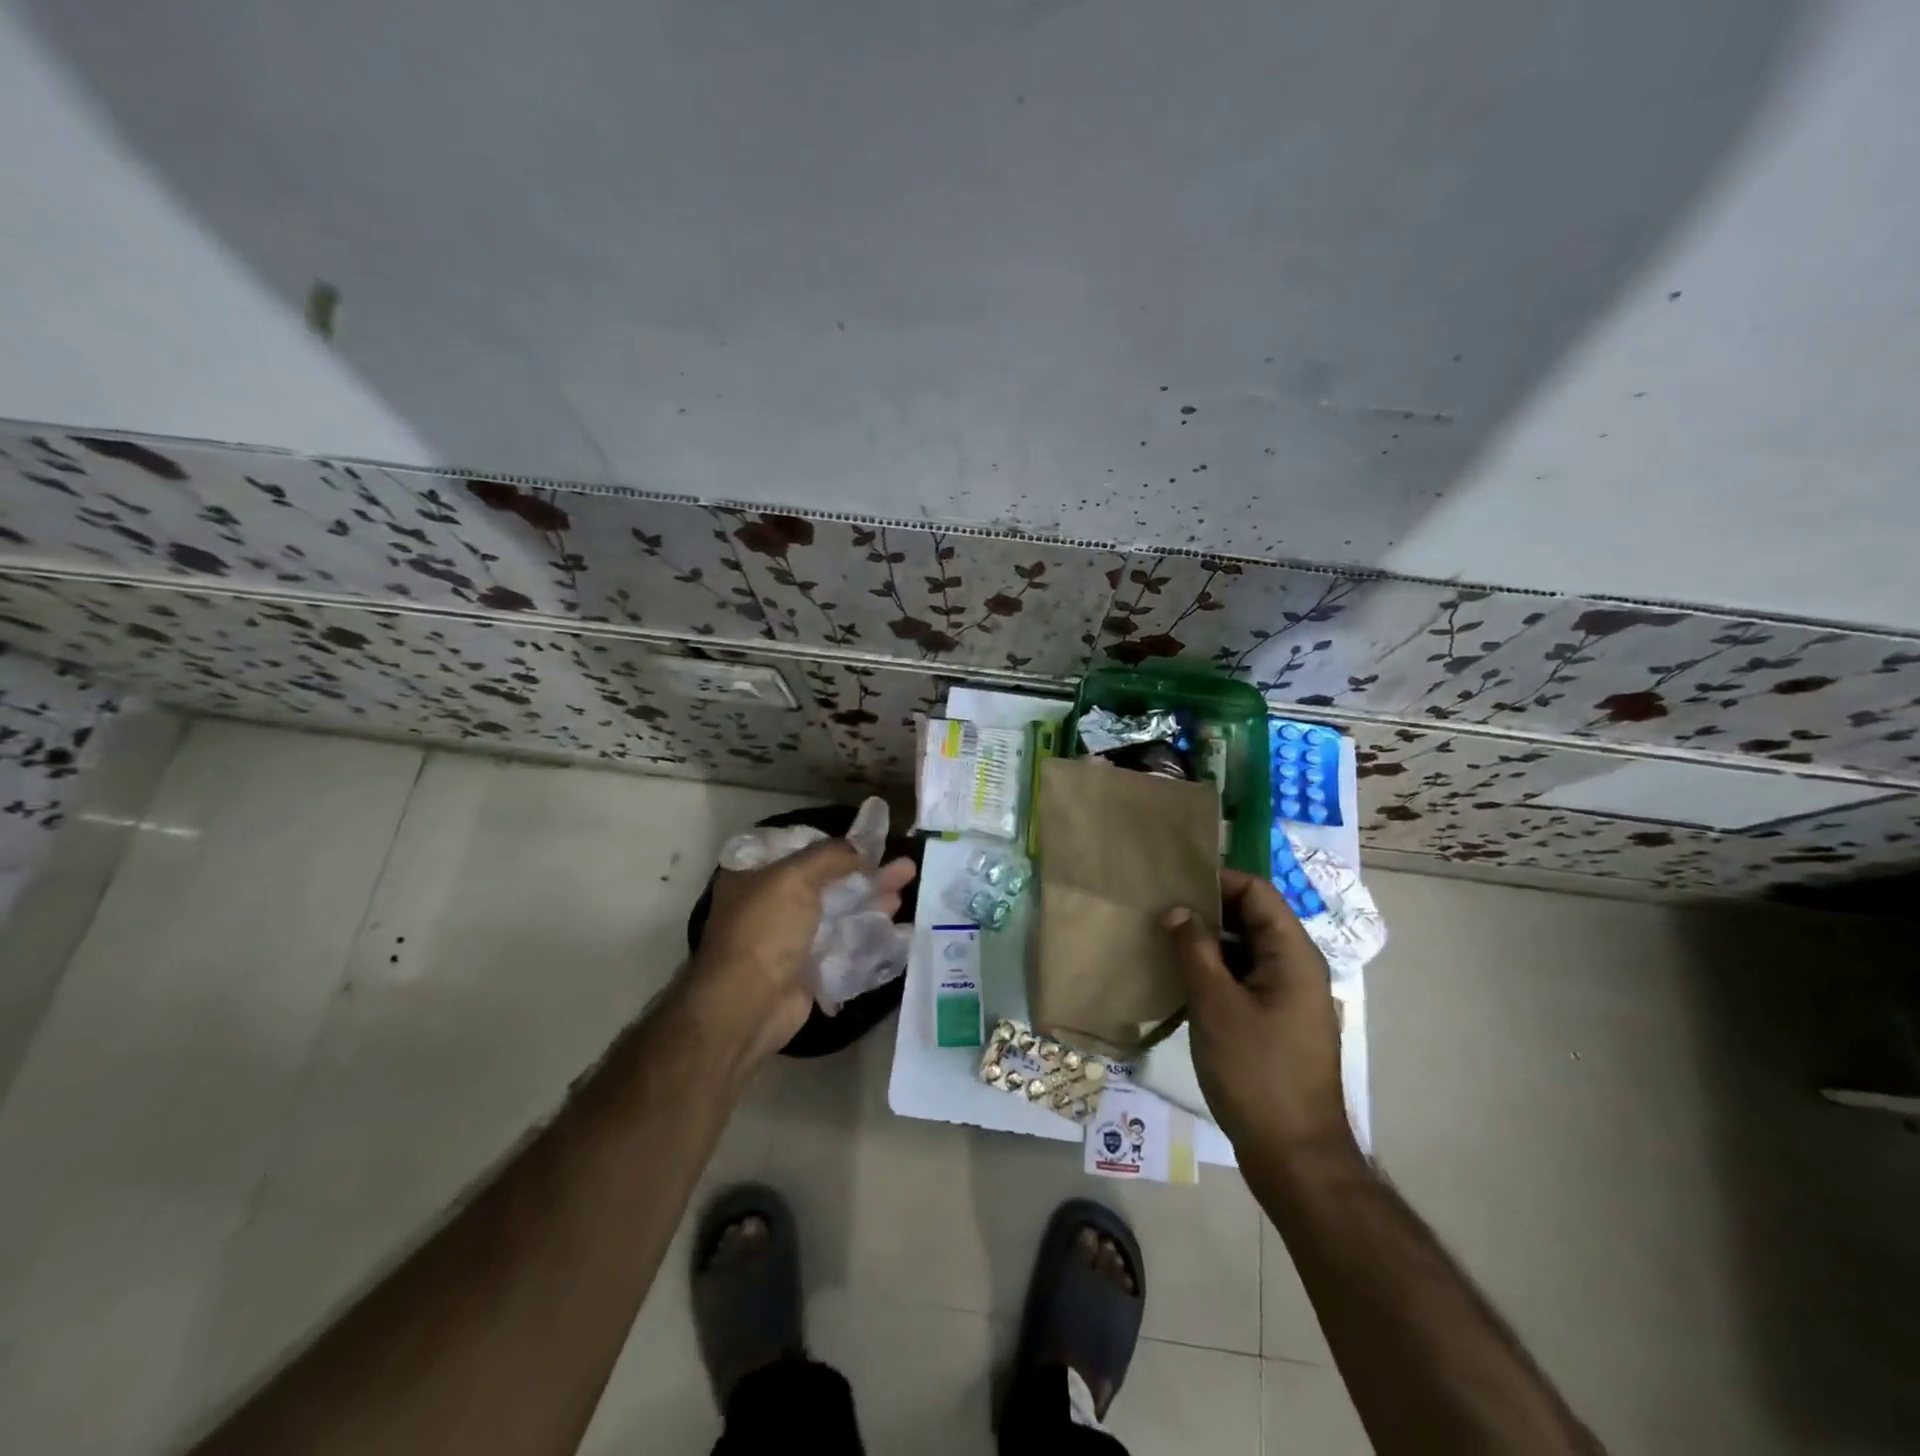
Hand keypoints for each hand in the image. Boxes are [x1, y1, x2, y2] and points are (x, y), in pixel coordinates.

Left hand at [686, 839, 915, 1069]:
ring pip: (841, 911)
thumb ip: (832, 856)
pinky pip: (845, 943)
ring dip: (873, 899)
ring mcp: (792, 936)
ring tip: (906, 887)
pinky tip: (897, 926)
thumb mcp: (795, 877)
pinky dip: (869, 933)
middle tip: (904, 866)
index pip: (802, 848)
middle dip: (867, 872)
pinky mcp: (810, 966)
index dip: (837, 844)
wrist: (748, 1006)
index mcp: (756, 874)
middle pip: (829, 880)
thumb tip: (863, 846)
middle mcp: (772, 902)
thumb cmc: (765, 930)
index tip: (872, 840)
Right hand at [1165, 869, 1354, 1159]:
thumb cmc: (1255, 1072)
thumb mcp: (1215, 1004)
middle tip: (1159, 910)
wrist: (1294, 1155)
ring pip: (1245, 949)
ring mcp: (1288, 996)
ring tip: (1162, 940)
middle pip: (1251, 917)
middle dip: (1206, 909)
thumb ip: (1193, 949)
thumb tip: (1176, 909)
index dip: (1216, 880)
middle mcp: (1297, 966)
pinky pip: (1245, 978)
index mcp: (1292, 953)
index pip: (1256, 891)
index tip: (1171, 884)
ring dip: (1207, 942)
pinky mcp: (1277, 1021)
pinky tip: (1181, 979)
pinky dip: (1215, 970)